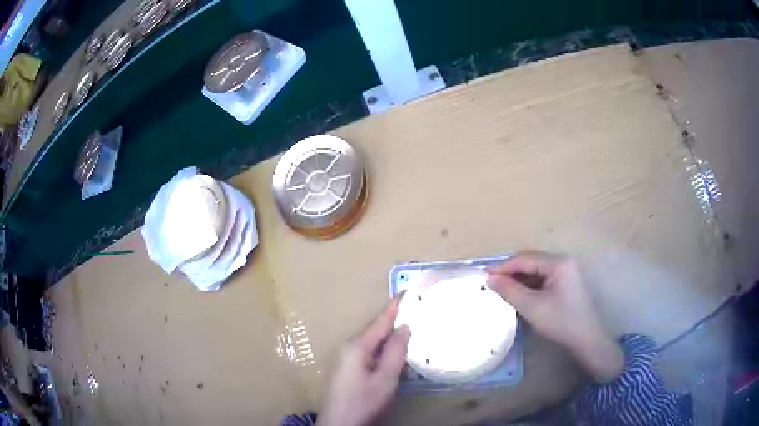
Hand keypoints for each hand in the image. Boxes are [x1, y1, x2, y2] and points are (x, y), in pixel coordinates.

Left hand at [319, 299, 410, 425]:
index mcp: (357, 347)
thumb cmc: (363, 402)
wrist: (338, 424)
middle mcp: (348, 348)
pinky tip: (392, 351)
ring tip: (407, 326)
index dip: (394, 306)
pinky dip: (381, 347)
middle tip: (413, 309)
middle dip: (392, 319)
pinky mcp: (346, 369)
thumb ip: (395, 352)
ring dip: (388, 334)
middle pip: (374, 329)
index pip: (379, 321)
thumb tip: (404, 328)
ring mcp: (345, 359)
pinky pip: (367, 351)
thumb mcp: (385, 380)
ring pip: (371, 341)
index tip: (407, 291)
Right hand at [486, 251, 623, 382]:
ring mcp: (565, 271)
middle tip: (492, 284)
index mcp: (558, 262)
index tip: (484, 277)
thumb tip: (490, 279)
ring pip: (535, 270)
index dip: (503, 267)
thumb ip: (510, 290)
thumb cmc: (560, 321)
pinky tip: (519, 295)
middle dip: (510, 272)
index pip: (525, 259)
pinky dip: (528, 285)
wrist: (585, 339)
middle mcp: (562, 261)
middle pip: (530, 261)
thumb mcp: (532, 307)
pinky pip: (542, 278)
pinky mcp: (565, 282)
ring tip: (502, 290)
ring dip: (519, 279)